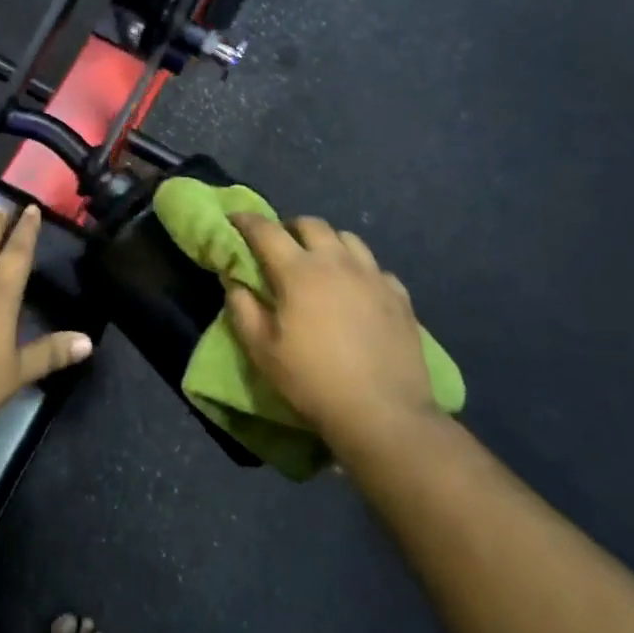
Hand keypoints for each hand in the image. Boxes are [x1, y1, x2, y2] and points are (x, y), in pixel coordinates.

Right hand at [225, 214, 437, 441]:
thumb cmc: (312, 380)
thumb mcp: (262, 350)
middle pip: (311, 225)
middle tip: (280, 245)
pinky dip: (359, 269)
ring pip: (348, 239)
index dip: (247, 221)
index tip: (234, 219)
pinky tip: (355, 290)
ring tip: (320, 262)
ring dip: (327, 242)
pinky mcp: (399, 296)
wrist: (383, 413)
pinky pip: (375, 267)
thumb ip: (242, 308)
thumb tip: (234, 280)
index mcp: (298, 271)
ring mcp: (373, 276)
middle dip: (290, 227)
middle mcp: (337, 262)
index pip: (266, 231)